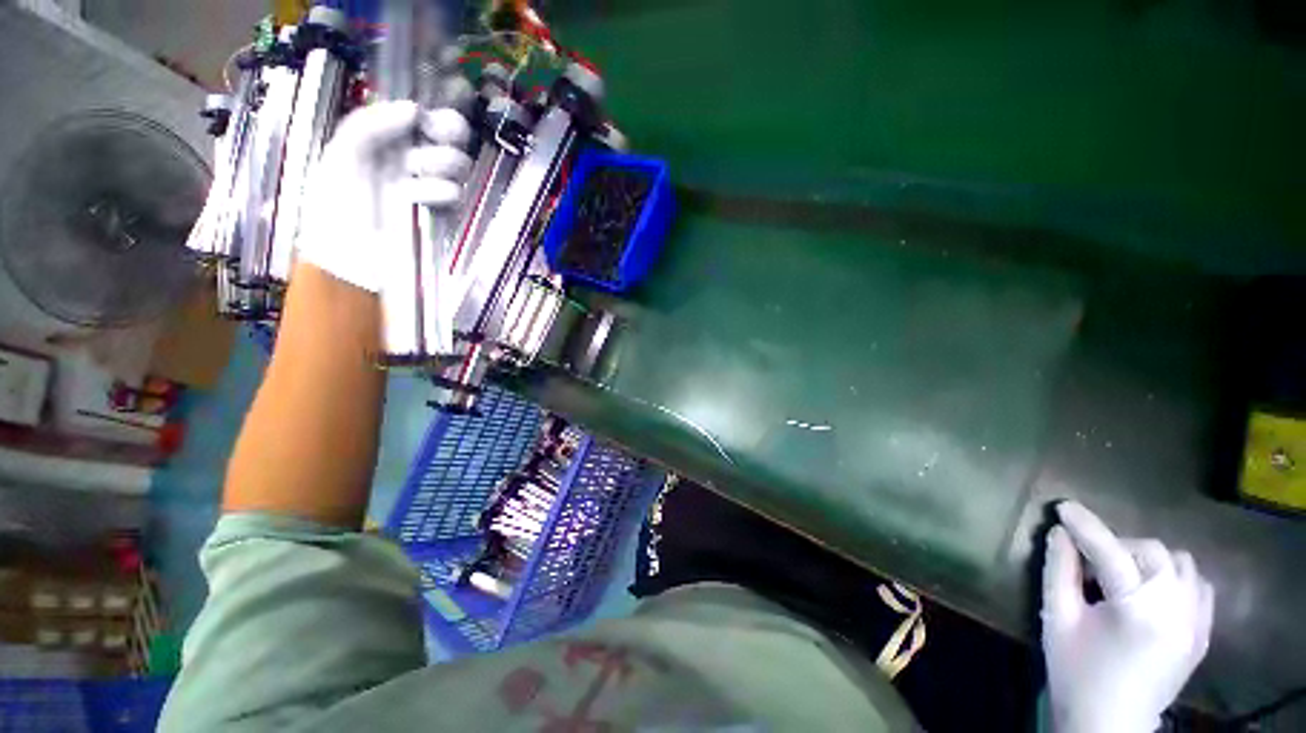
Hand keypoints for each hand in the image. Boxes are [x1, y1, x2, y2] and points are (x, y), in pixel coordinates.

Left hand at [296, 101, 471, 291]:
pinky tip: (421, 201)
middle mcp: (415, 159)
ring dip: (438, 168)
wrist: (351, 259)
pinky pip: (457, 195)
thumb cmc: (337, 206)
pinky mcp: (446, 215)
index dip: (435, 117)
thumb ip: (371, 123)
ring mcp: (433, 188)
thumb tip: (415, 109)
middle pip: (454, 137)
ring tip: (412, 183)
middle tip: (427, 147)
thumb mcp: (340, 154)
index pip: (427, 118)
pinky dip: (442, 194)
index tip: (427, 123)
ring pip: (459, 165)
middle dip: (446, 139)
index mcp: (389, 141)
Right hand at [1041, 501, 1213, 732]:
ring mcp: (1196, 623)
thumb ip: (1059, 571)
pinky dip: (1176, 578)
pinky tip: (1154, 591)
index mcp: (1137, 610)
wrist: (1110, 725)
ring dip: (1148, 560)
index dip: (1086, 526)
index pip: (1111, 552)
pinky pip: (1199, 586)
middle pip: (1152, 551)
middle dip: (1118, 545)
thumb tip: (1060, 533)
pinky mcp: (1203, 634)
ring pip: (1180, 564)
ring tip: (1123, 577)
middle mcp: (1176, 610)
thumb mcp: (1057, 619)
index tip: (1063, 506)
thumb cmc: (1076, 672)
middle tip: (1091, 560)